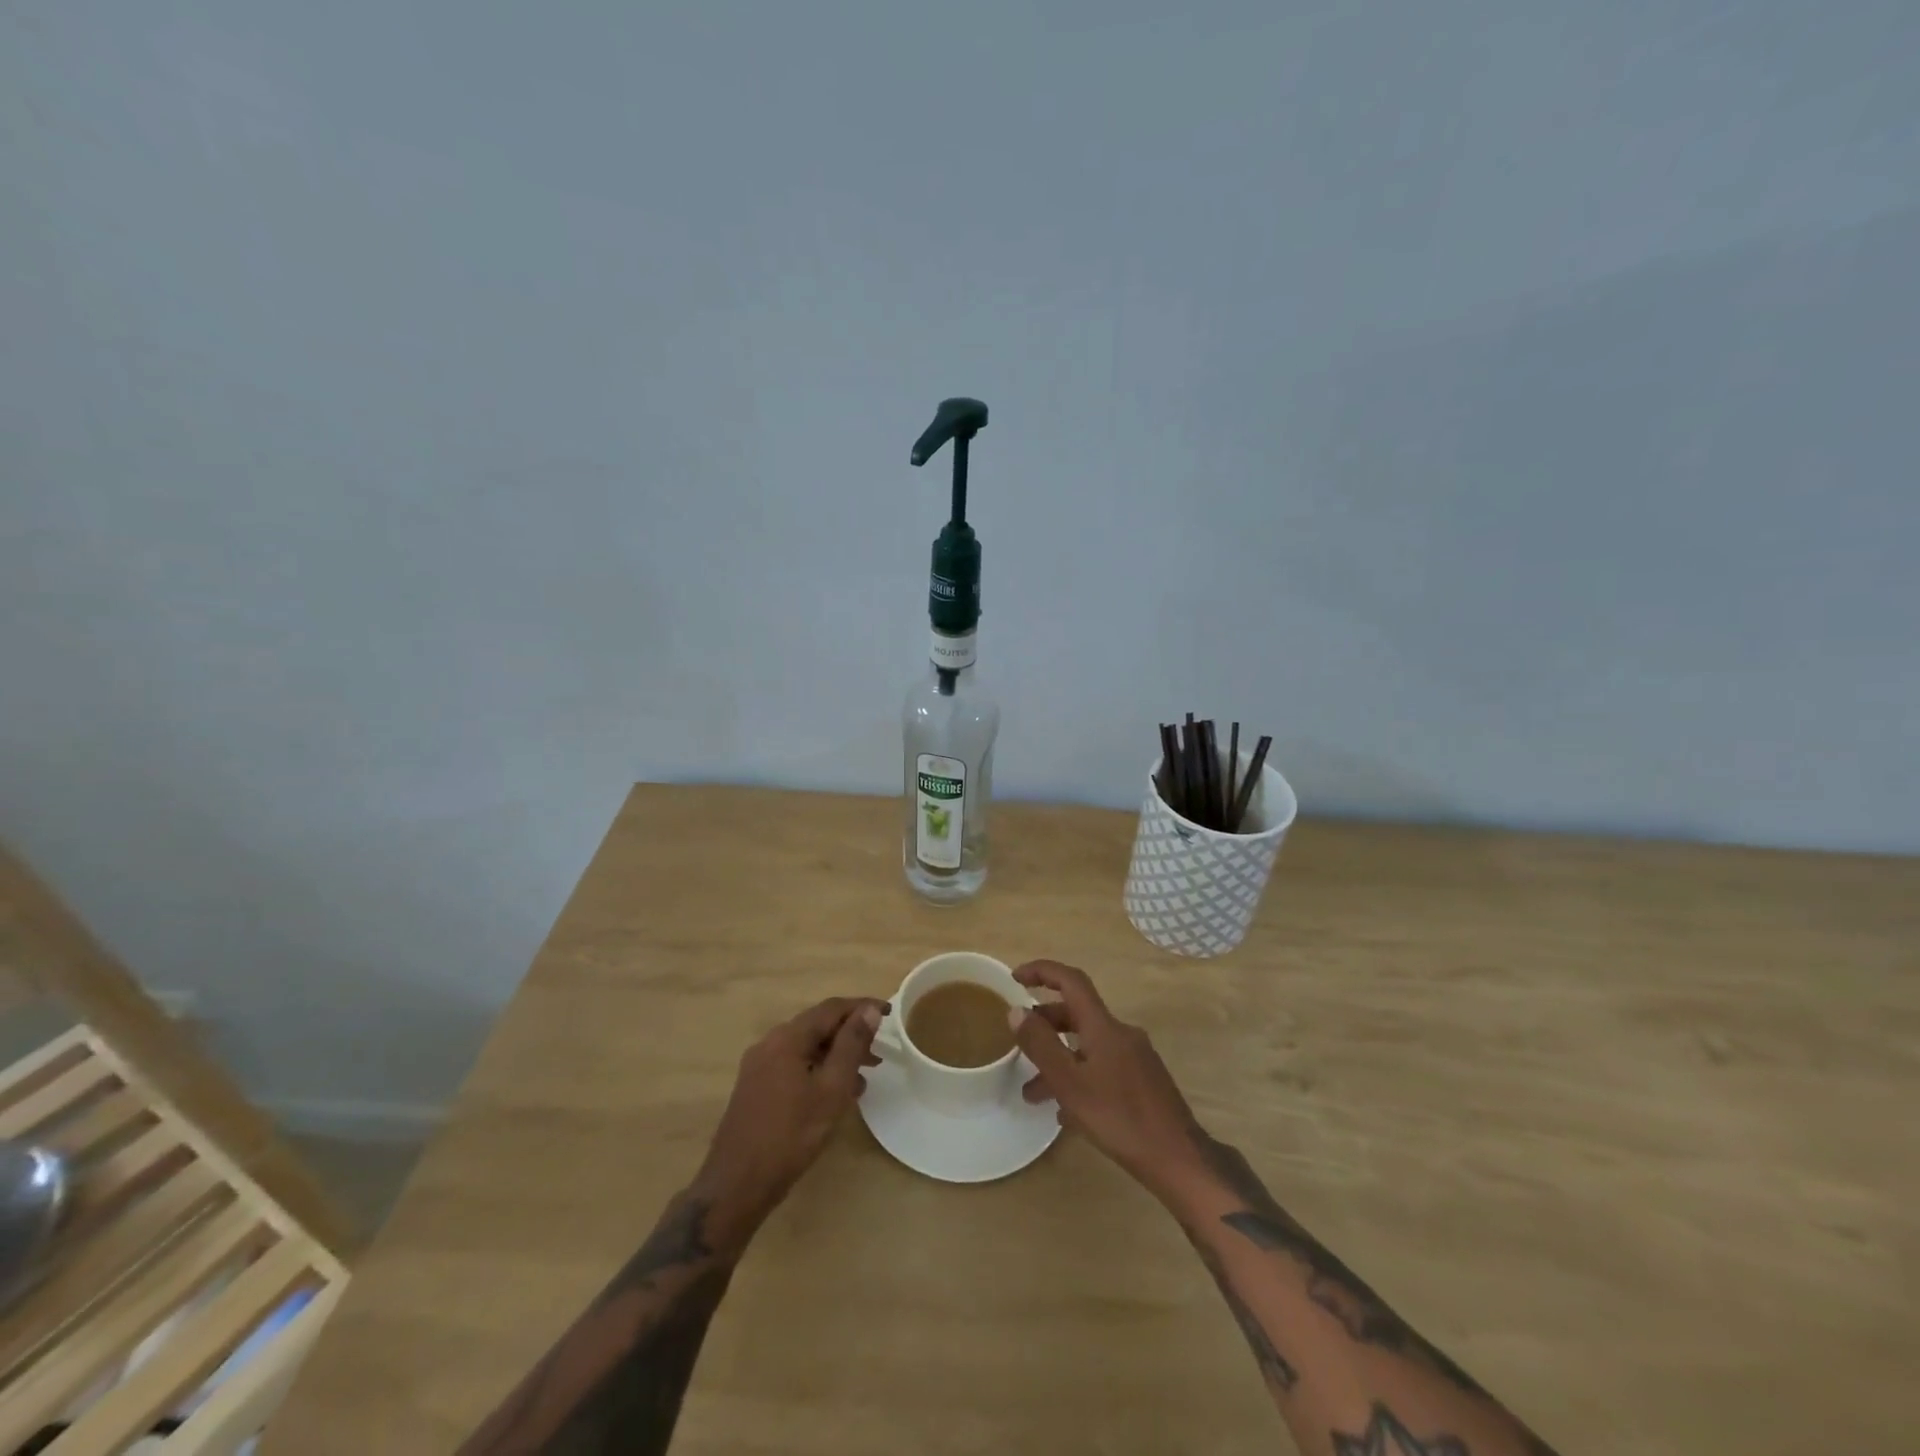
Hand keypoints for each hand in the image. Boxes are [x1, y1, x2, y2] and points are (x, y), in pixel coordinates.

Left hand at [694, 996, 886, 1249]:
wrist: (736, 1185)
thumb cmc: (790, 1135)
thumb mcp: (831, 1089)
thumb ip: (851, 1045)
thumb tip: (869, 1010)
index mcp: (787, 1037)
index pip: (831, 1008)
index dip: (862, 1007)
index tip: (890, 1014)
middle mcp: (770, 1043)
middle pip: (817, 1026)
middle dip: (850, 1034)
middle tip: (879, 1051)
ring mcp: (759, 1066)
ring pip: (806, 1048)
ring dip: (836, 1055)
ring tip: (864, 1077)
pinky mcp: (755, 1087)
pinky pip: (794, 1065)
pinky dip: (818, 1070)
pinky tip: (834, 1094)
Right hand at [1009, 961, 1208, 1202]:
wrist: (1179, 1159)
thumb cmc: (1120, 1118)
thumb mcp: (1070, 1083)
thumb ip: (1041, 1045)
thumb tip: (1017, 1010)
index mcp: (1104, 1026)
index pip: (1071, 981)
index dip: (1042, 971)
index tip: (1015, 978)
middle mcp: (1121, 1033)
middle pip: (1077, 1015)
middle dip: (1045, 1025)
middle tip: (1020, 1043)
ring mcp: (1135, 1057)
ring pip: (1088, 1047)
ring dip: (1059, 1060)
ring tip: (1032, 1093)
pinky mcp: (1143, 1081)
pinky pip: (1102, 1067)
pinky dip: (1079, 1078)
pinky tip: (1067, 1112)